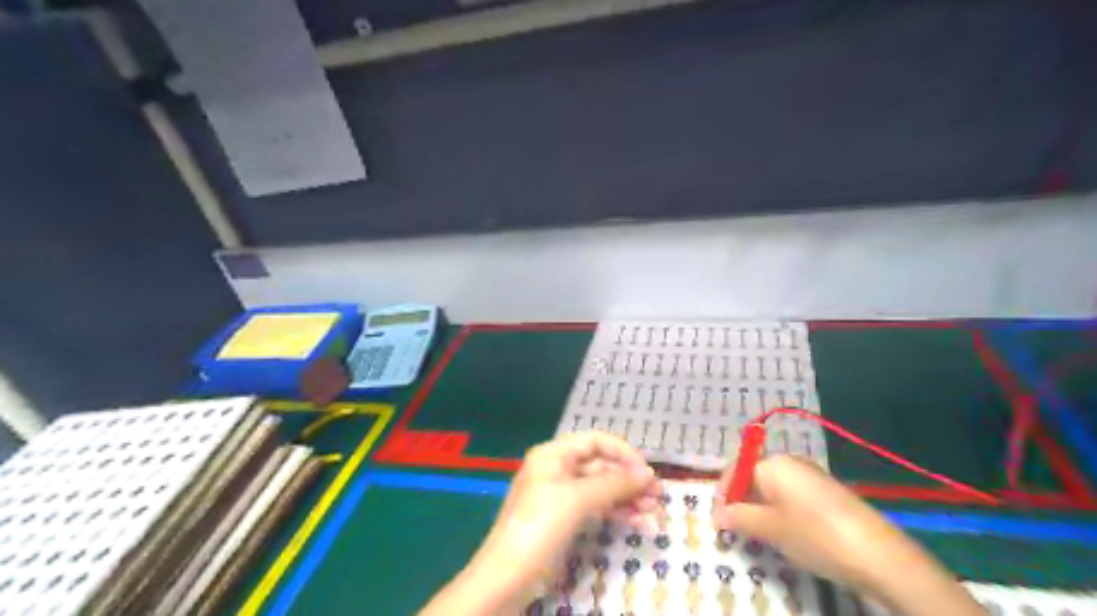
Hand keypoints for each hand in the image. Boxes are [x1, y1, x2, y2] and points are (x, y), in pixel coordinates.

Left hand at [478, 433, 659, 576]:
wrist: (507, 576)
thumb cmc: (540, 526)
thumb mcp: (578, 499)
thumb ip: (614, 483)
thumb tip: (647, 473)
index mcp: (553, 454)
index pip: (594, 441)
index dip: (622, 452)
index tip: (646, 470)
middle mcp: (557, 469)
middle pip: (600, 466)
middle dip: (629, 479)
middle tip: (657, 496)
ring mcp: (561, 496)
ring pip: (601, 489)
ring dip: (628, 499)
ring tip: (654, 513)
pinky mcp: (565, 519)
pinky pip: (596, 508)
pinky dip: (617, 514)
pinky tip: (639, 524)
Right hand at [711, 454, 985, 612]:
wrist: (879, 554)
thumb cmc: (815, 535)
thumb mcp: (769, 529)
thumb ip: (738, 517)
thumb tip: (717, 514)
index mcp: (772, 463)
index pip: (734, 469)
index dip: (722, 492)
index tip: (717, 519)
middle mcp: (790, 462)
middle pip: (753, 475)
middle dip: (741, 500)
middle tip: (736, 528)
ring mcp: (811, 476)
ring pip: (772, 487)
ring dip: (760, 507)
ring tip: (760, 534)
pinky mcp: (827, 492)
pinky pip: (792, 495)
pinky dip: (781, 510)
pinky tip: (787, 533)